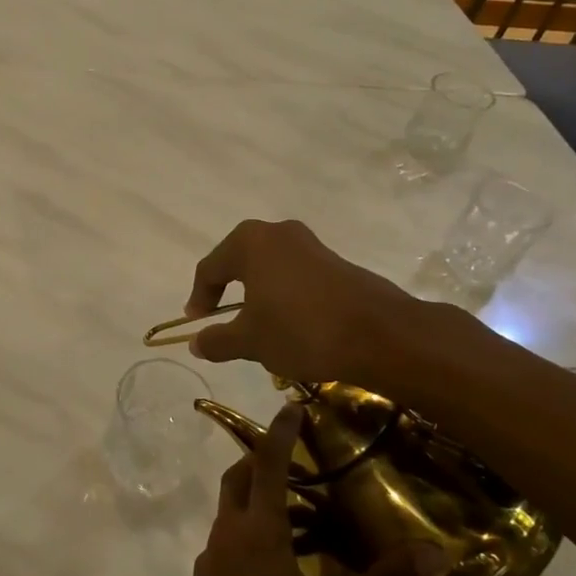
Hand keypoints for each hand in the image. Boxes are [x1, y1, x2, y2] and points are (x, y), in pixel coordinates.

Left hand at [152, 406, 447, 575]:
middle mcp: (228, 533)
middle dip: (262, 460)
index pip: (267, 463)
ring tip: (302, 515)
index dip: (279, 432)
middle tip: (297, 461)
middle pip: (238, 479)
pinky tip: (280, 566)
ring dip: (259, 501)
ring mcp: (210, 559)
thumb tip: (435, 552)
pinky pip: (229, 542)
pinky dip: (252, 534)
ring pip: (232, 512)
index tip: (291, 405)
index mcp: (257, 529)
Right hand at [184, 219, 425, 383]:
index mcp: (250, 243)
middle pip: (239, 263)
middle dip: (228, 293)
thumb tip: (196, 342)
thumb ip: (217, 340)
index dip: (199, 298)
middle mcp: (278, 233)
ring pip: (269, 269)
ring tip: (257, 327)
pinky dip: (284, 296)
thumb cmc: (301, 330)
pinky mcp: (336, 262)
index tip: (197, 324)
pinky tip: (291, 325)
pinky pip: (295, 276)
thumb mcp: (250, 341)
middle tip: (223, 320)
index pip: (210, 269)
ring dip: (258, 295)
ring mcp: (310, 245)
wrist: (380, 335)